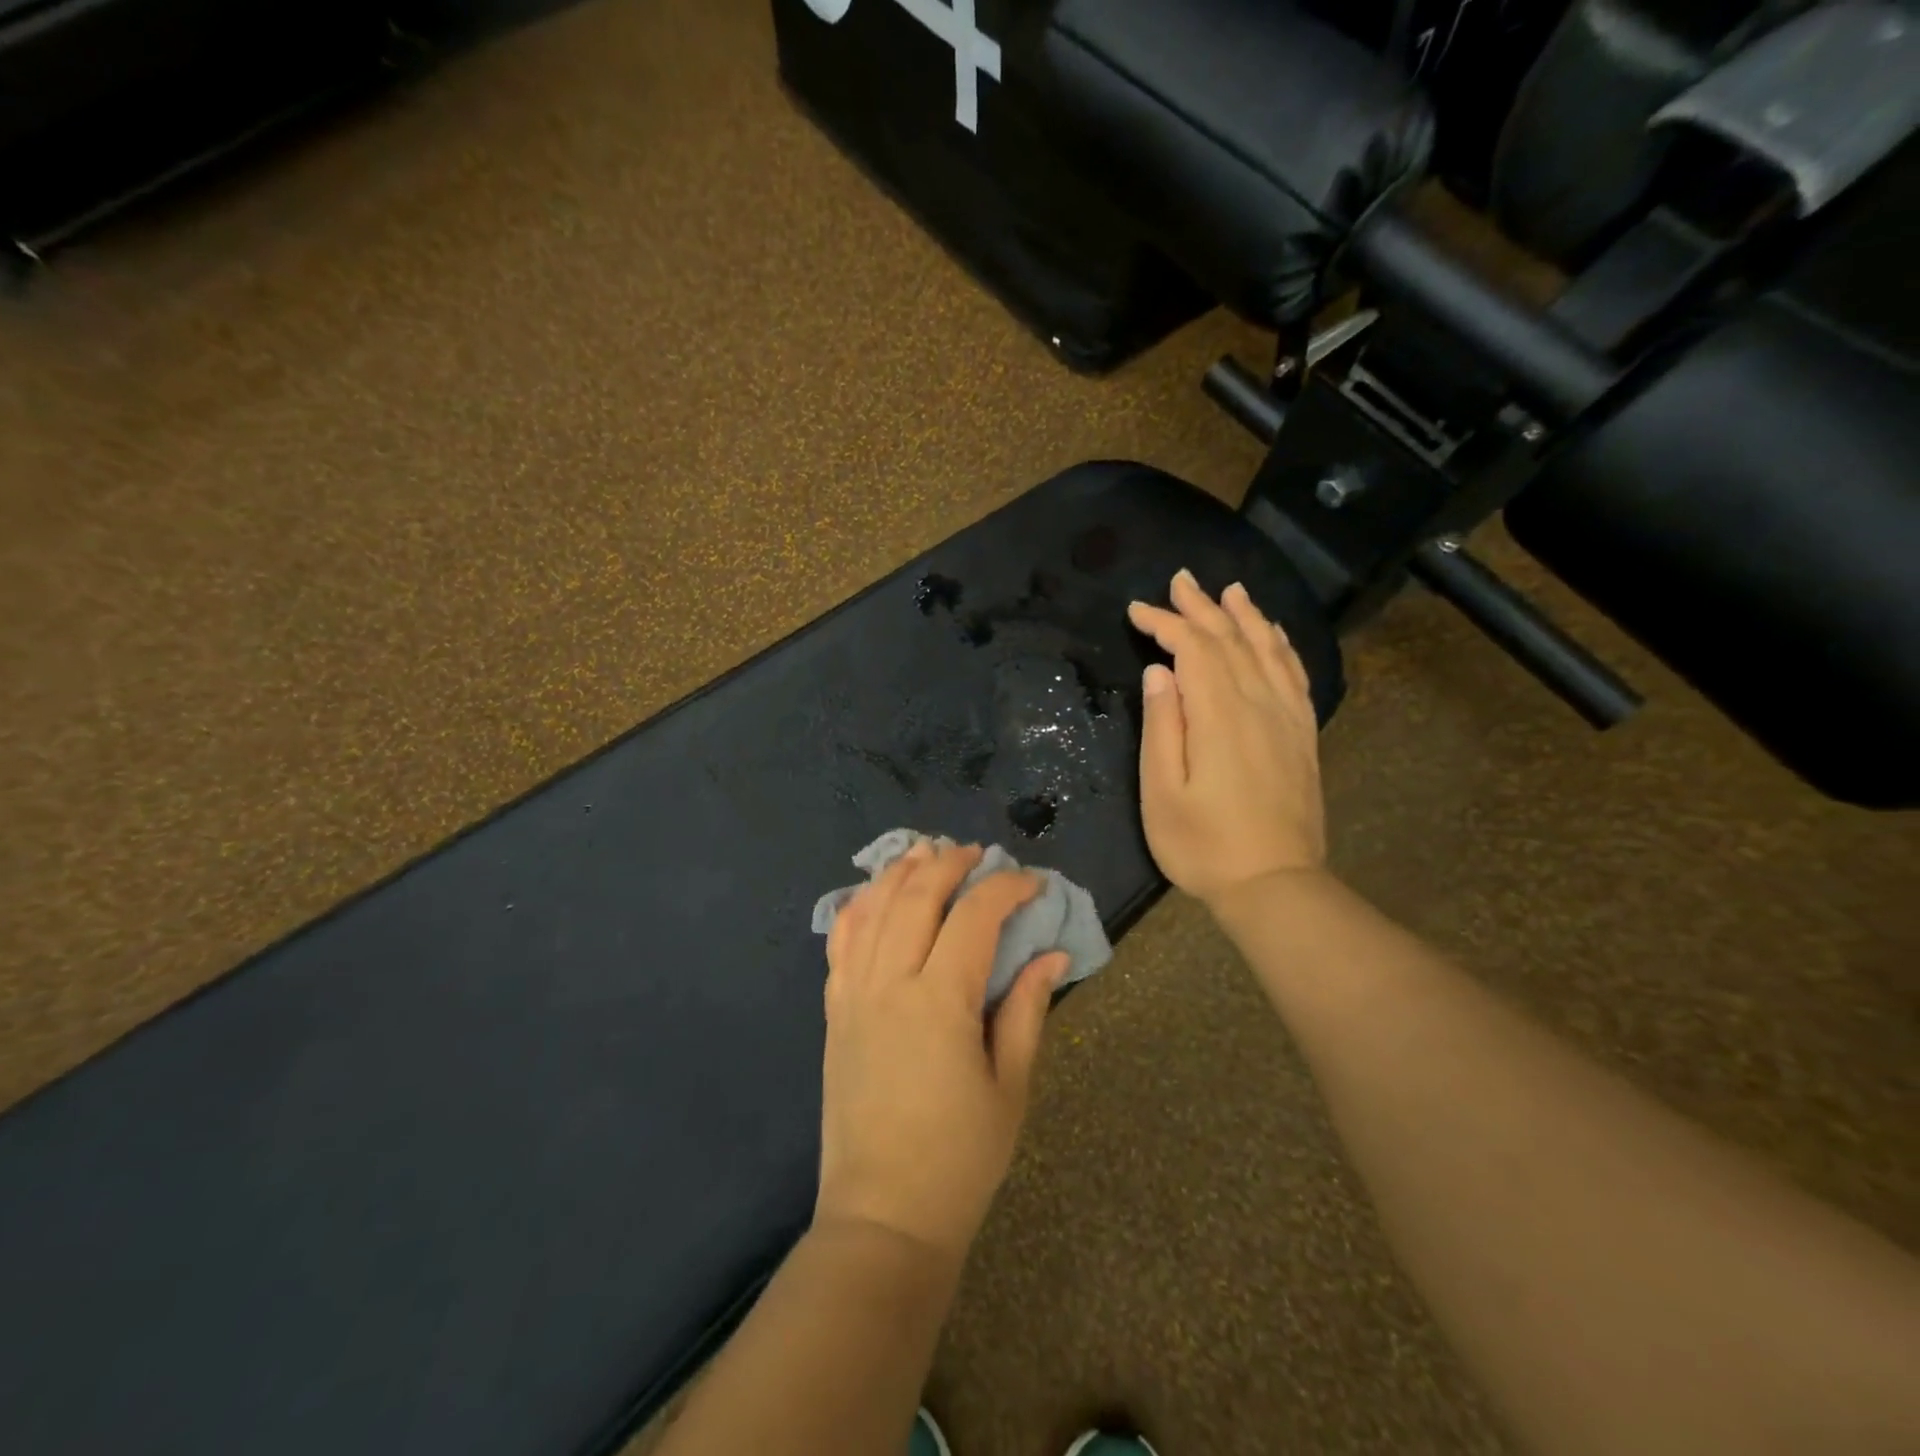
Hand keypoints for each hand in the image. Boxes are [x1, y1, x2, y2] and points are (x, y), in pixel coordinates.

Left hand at [818, 841, 1067, 1264]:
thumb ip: (1026, 1010)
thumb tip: (1051, 956)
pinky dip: (858, 907)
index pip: (975, 917)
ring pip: (873, 909)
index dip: (1006, 889)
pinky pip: (841, 943)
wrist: (882, 1217)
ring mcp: (854, 995)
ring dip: (901, 872)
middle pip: (917, 896)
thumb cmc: (960, 1159)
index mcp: (940, 1001)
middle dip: (950, 864)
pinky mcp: (835, 1012)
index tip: (1033, 883)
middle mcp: (890, 983)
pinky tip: (874, 893)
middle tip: (978, 855)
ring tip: (926, 852)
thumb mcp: (1010, 1086)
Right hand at [1127, 569, 1326, 905]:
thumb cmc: (1203, 845)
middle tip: (1180, 580)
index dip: (1164, 624)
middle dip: (1202, 607)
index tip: (1136, 611)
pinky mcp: (1302, 735)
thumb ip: (1162, 726)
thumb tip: (1159, 672)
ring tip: (1229, 591)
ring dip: (1245, 616)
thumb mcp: (1162, 792)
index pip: (1193, 649)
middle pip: (1231, 639)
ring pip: (1267, 650)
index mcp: (1219, 715)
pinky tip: (1273, 635)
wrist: (1275, 885)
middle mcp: (1259, 704)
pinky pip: (1294, 674)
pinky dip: (1281, 646)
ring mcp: (1287, 718)